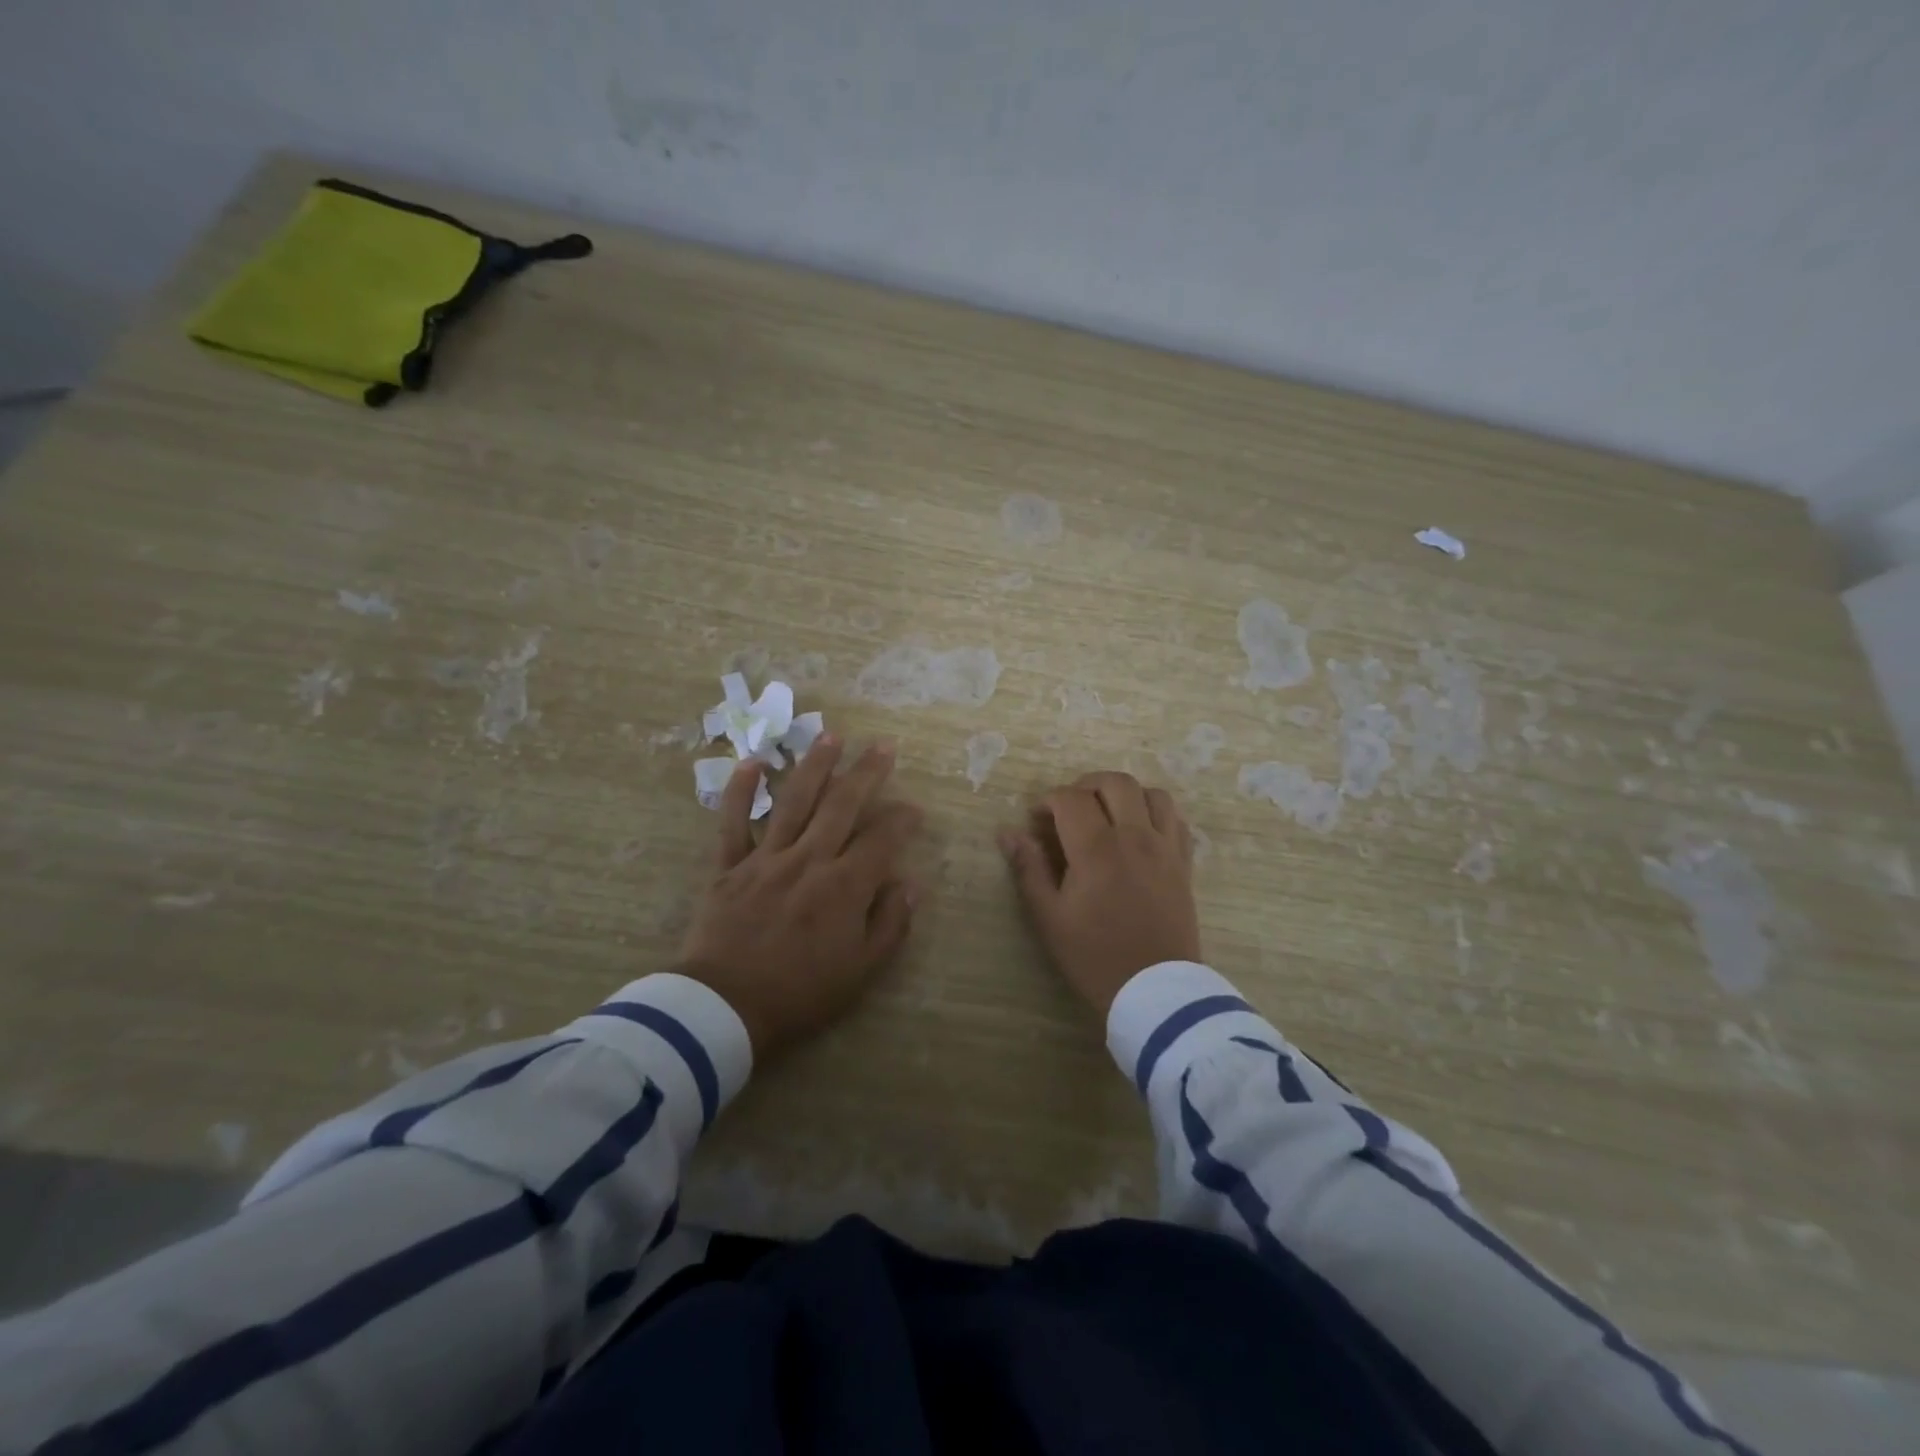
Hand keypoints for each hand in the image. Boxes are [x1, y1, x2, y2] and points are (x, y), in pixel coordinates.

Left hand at [680, 737, 923, 1059]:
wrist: (724, 1008)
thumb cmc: (800, 993)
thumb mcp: (861, 971)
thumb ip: (890, 924)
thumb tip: (910, 884)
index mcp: (844, 886)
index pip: (882, 839)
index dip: (902, 819)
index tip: (914, 808)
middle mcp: (809, 859)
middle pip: (842, 805)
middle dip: (866, 772)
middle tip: (882, 745)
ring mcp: (766, 858)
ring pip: (795, 801)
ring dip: (815, 765)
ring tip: (831, 735)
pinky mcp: (729, 866)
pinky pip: (733, 822)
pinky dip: (740, 791)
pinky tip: (753, 762)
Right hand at [999, 771, 1200, 1016]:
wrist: (1155, 991)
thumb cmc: (1095, 956)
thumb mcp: (1049, 917)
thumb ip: (1029, 868)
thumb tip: (1008, 833)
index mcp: (1097, 849)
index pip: (1071, 798)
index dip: (1048, 800)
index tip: (1037, 820)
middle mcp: (1135, 837)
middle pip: (1114, 782)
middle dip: (1085, 785)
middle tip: (1069, 809)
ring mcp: (1165, 847)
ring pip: (1150, 793)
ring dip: (1125, 794)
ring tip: (1107, 815)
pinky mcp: (1183, 862)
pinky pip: (1175, 818)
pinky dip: (1155, 812)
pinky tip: (1140, 830)